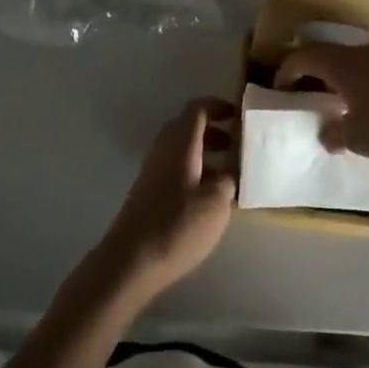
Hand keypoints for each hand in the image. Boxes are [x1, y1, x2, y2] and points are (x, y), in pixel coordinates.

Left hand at [98, 97, 236, 294]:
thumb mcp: (216, 203)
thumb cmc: (177, 225)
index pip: (198, 108)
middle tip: (236, 146)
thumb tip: (231, 170)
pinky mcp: (148, 191)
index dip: (218, 106)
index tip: (238, 116)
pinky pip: (174, 167)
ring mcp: (152, 169)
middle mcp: (164, 148)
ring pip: (181, 149)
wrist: (131, 260)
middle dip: (214, 131)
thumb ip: (228, 179)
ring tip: (227, 175)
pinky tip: (206, 197)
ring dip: (204, 153)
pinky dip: (193, 171)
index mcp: (181, 142)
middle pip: (188, 126)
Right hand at [274, 42, 368, 159]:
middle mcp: (362, 51)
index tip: (280, 86)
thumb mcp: (355, 138)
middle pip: (332, 56)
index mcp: (341, 63)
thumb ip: (335, 134)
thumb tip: (325, 134)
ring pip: (360, 62)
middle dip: (319, 73)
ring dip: (349, 78)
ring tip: (349, 102)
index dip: (287, 71)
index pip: (303, 57)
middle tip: (312, 93)